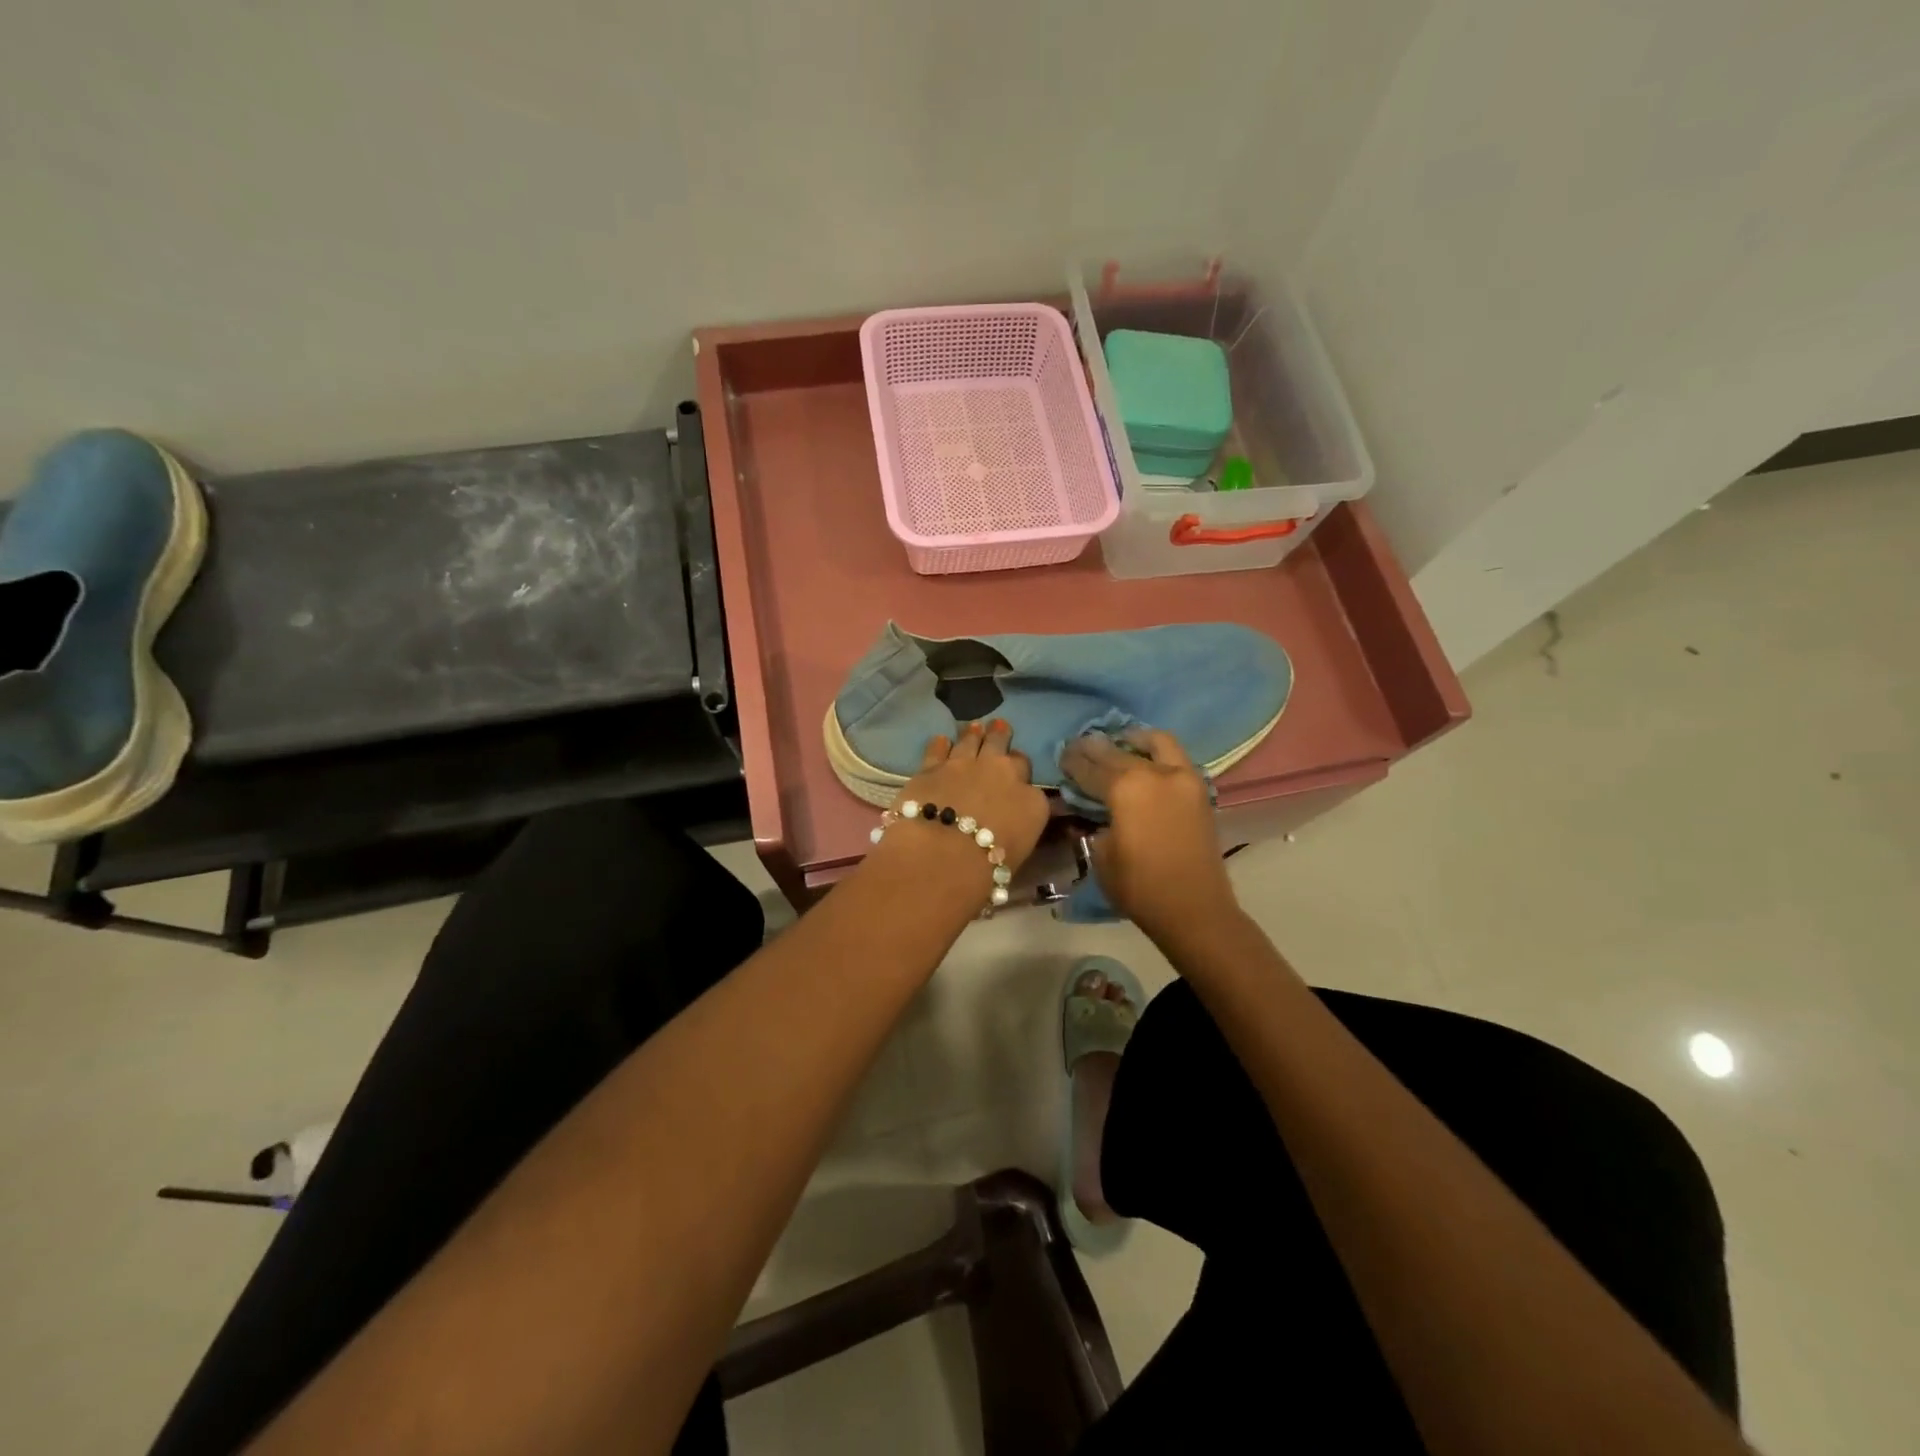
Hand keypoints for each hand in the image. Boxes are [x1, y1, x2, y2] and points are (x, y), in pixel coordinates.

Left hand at [876, 719, 1048, 875]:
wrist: (942, 857)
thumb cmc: (987, 870)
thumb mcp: (1019, 853)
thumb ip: (1018, 830)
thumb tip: (1013, 826)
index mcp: (1031, 800)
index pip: (1031, 783)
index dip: (1022, 777)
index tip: (1017, 778)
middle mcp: (1003, 774)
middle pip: (1005, 750)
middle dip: (1002, 738)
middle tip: (1000, 728)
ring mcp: (966, 765)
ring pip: (973, 740)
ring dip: (975, 733)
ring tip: (976, 726)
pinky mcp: (932, 767)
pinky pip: (938, 748)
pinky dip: (940, 744)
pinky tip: (941, 740)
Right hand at [1061, 728, 1238, 942]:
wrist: (1194, 909)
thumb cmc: (1139, 887)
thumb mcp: (1101, 855)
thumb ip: (1093, 823)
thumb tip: (1089, 810)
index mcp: (1126, 788)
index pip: (1090, 767)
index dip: (1072, 761)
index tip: (1062, 754)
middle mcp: (1155, 773)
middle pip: (1118, 751)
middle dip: (1096, 748)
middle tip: (1080, 746)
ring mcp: (1182, 777)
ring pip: (1156, 742)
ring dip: (1134, 739)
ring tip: (1119, 743)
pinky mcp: (1199, 789)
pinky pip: (1175, 757)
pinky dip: (1157, 752)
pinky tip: (1144, 761)